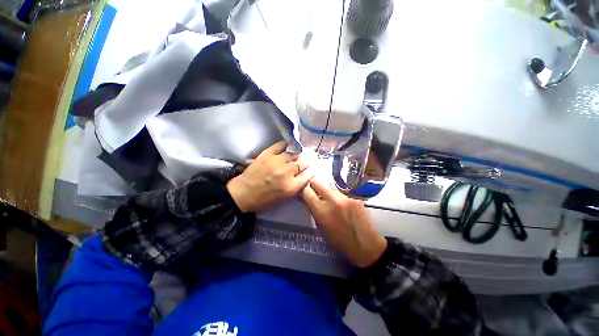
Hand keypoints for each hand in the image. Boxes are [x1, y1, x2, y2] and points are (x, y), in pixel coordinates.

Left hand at [227, 141, 313, 212]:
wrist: (244, 193)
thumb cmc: (265, 199)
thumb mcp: (285, 198)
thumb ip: (297, 186)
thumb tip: (306, 175)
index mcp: (291, 187)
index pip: (309, 174)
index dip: (313, 169)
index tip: (314, 166)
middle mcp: (286, 173)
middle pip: (303, 162)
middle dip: (308, 159)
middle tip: (309, 158)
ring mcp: (276, 161)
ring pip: (294, 152)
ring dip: (299, 153)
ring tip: (300, 152)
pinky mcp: (267, 154)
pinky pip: (281, 145)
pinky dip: (287, 144)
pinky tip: (289, 146)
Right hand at [302, 177, 386, 267]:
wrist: (366, 247)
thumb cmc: (340, 243)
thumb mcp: (321, 230)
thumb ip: (314, 212)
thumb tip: (308, 200)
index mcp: (322, 212)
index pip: (306, 191)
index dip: (304, 191)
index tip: (306, 194)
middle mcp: (333, 201)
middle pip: (317, 182)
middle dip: (313, 185)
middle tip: (315, 192)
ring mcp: (345, 198)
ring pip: (330, 186)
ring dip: (327, 192)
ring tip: (331, 201)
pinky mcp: (355, 198)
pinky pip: (341, 193)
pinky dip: (339, 198)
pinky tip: (343, 207)